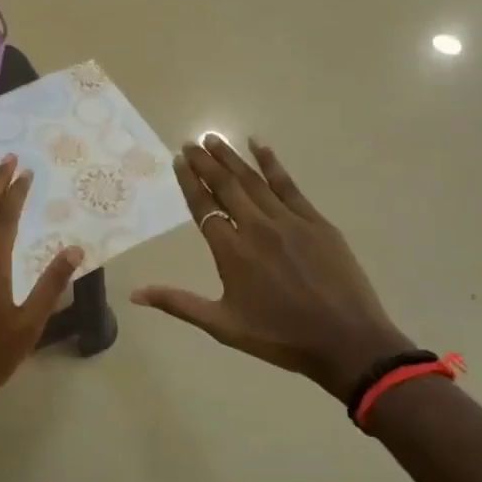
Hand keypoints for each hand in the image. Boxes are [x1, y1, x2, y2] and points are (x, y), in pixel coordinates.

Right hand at [132, 136, 413, 400]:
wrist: (346, 342)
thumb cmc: (280, 337)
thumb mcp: (223, 326)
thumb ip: (179, 303)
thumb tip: (135, 294)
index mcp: (232, 253)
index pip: (204, 207)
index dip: (190, 182)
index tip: (179, 160)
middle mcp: (257, 228)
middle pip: (226, 186)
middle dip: (206, 162)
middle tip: (191, 142)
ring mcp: (289, 221)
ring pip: (254, 181)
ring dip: (232, 158)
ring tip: (214, 139)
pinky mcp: (316, 222)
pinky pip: (289, 186)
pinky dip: (273, 164)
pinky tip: (260, 145)